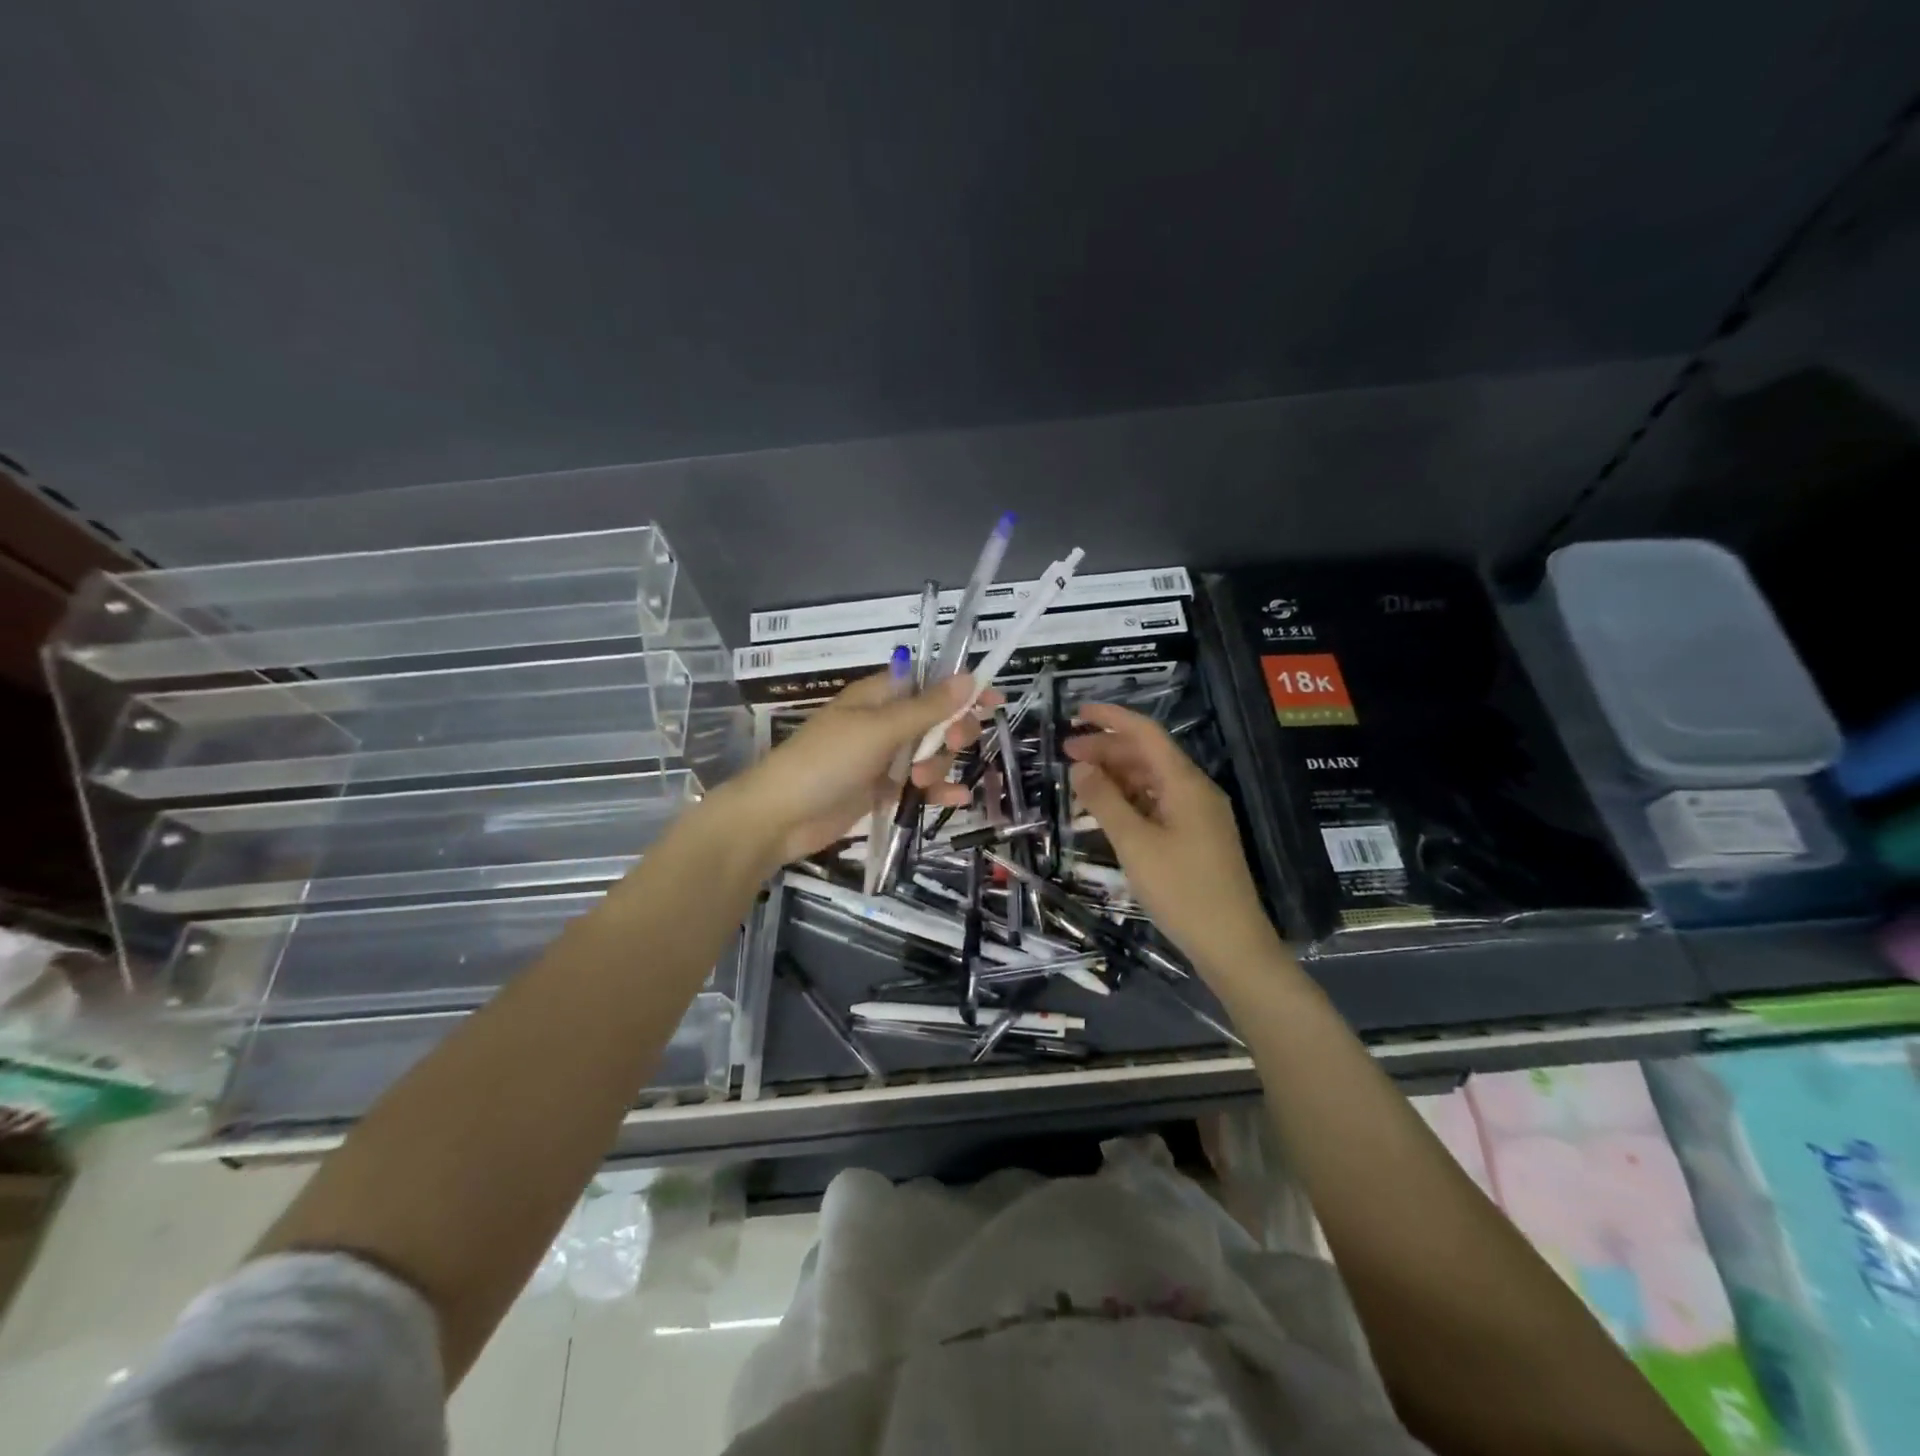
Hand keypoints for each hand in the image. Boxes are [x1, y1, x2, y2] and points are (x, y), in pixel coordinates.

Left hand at [714, 666, 992, 870]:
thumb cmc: (826, 762)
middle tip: (955, 743)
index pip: (929, 683)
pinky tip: (956, 801)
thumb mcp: (879, 731)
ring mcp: (882, 758)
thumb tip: (969, 677)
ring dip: (939, 765)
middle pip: (935, 720)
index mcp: (877, 697)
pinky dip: (938, 792)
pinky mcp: (881, 790)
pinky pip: (919, 786)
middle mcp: (883, 723)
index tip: (994, 700)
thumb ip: (926, 708)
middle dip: (952, 732)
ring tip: (925, 782)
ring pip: (930, 754)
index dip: (961, 690)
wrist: (780, 817)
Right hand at [1063, 702, 1279, 976]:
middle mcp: (1195, 790)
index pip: (1145, 733)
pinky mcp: (1196, 837)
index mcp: (1185, 783)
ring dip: (1116, 777)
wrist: (1231, 944)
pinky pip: (1158, 804)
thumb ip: (1104, 801)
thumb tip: (1080, 767)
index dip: (1110, 718)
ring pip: (1152, 781)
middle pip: (1147, 755)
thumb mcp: (1135, 844)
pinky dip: (1129, 801)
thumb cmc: (1181, 890)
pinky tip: (1106, 813)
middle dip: (1107, 749)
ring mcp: (1199, 815)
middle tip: (1066, 755)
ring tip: (1079, 785)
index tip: (1075, 714)